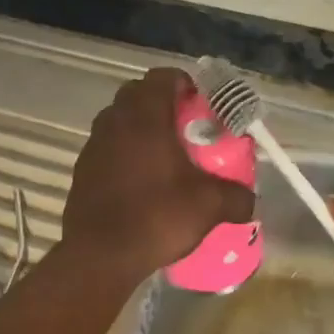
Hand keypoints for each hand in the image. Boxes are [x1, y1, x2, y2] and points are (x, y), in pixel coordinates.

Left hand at [60, 68, 255, 284]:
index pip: (163, 76)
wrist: (99, 256)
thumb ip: (236, 196)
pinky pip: (108, 146)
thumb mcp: (209, 206)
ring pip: (120, 119)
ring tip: (166, 156)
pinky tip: (141, 182)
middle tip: (187, 129)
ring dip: (141, 128)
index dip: (185, 85)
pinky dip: (125, 152)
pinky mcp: (83, 167)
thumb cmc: (156, 217)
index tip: (202, 106)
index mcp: (145, 115)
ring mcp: (94, 143)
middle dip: (164, 104)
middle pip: (139, 94)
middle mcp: (115, 119)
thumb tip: (249, 199)